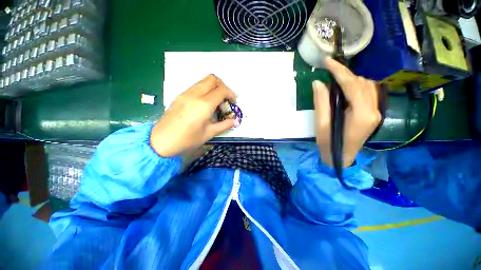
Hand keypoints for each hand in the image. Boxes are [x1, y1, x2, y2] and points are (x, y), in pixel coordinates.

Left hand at [151, 75, 237, 156]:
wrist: (161, 141)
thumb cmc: (187, 139)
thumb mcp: (209, 134)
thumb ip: (224, 125)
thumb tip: (236, 121)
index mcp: (203, 105)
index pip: (221, 90)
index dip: (231, 94)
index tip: (233, 102)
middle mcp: (194, 95)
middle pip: (212, 79)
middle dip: (223, 86)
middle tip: (226, 99)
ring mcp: (185, 93)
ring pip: (203, 81)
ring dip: (214, 87)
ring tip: (217, 102)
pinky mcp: (180, 95)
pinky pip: (196, 86)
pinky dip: (205, 90)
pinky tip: (206, 103)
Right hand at [313, 58, 381, 167]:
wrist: (341, 158)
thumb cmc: (329, 144)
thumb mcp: (321, 124)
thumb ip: (321, 102)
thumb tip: (318, 82)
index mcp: (361, 115)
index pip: (352, 85)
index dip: (339, 71)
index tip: (327, 62)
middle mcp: (374, 110)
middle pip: (361, 83)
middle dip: (344, 74)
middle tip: (328, 72)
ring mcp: (377, 112)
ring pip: (367, 85)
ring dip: (351, 79)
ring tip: (335, 80)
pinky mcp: (374, 113)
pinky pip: (369, 92)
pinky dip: (357, 86)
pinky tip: (346, 89)